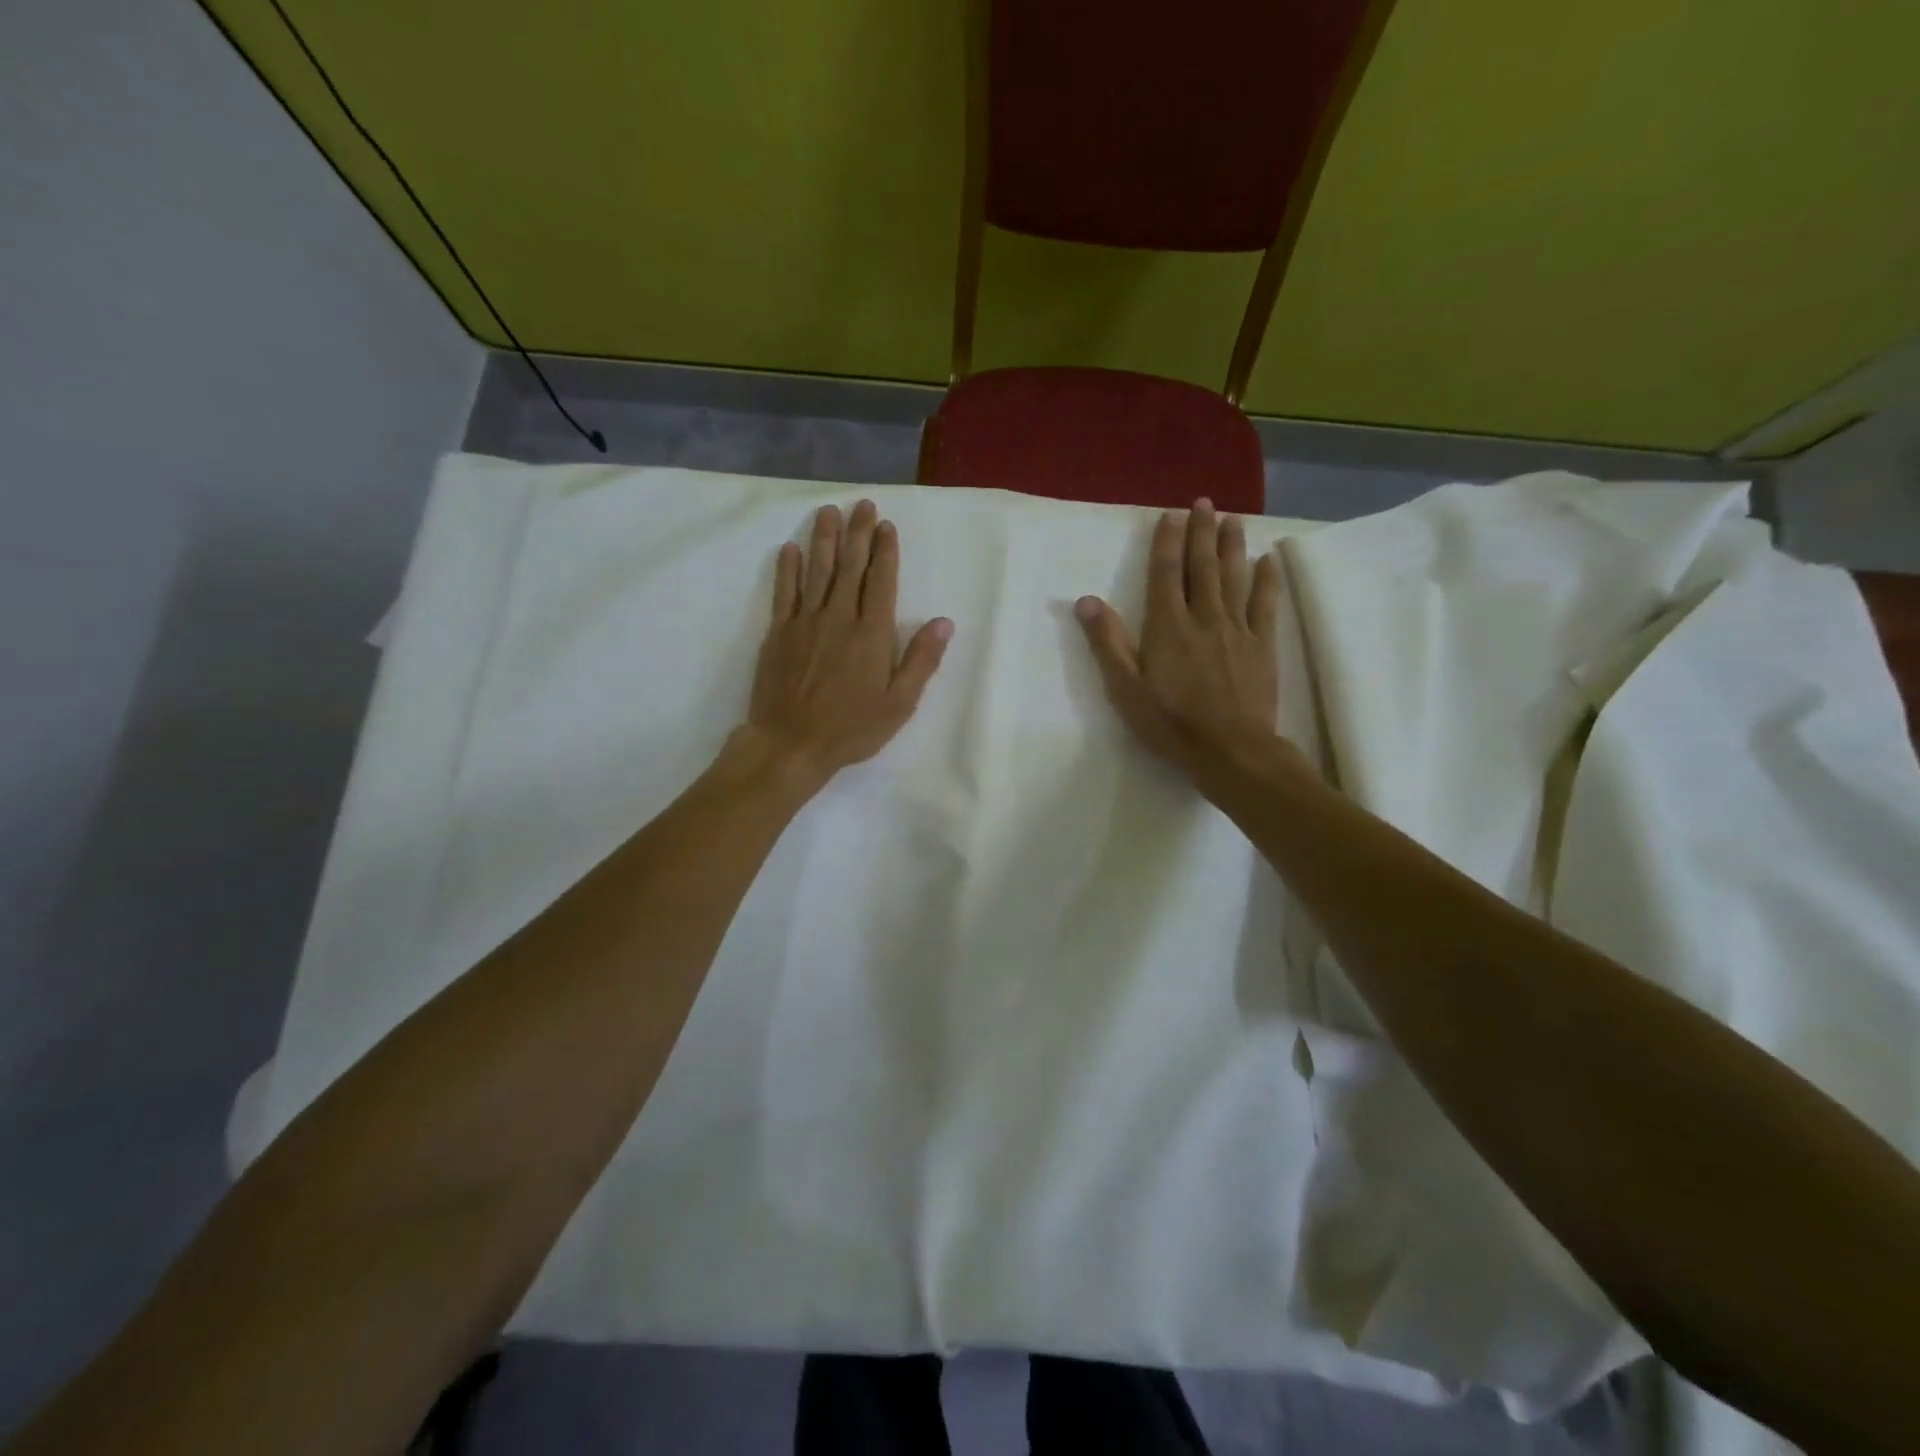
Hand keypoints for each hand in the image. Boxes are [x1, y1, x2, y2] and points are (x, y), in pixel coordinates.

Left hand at [744, 500, 952, 786]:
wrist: (790, 744)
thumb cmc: (851, 729)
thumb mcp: (899, 703)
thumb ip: (921, 660)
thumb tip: (943, 622)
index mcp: (871, 634)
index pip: (881, 581)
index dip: (885, 551)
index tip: (886, 526)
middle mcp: (839, 618)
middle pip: (850, 567)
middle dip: (858, 534)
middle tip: (862, 505)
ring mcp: (805, 622)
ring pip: (817, 571)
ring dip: (824, 539)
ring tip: (829, 512)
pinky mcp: (778, 633)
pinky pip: (784, 592)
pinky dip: (788, 568)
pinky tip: (791, 549)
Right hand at [1075, 500, 1282, 778]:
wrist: (1231, 750)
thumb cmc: (1170, 723)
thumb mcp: (1126, 689)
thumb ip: (1107, 643)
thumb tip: (1085, 601)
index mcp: (1168, 626)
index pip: (1166, 574)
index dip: (1167, 543)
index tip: (1171, 515)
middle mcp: (1204, 617)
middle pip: (1203, 566)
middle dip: (1202, 532)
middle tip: (1205, 502)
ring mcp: (1237, 630)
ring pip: (1235, 577)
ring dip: (1232, 546)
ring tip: (1233, 519)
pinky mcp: (1262, 646)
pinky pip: (1266, 605)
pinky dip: (1267, 580)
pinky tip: (1267, 560)